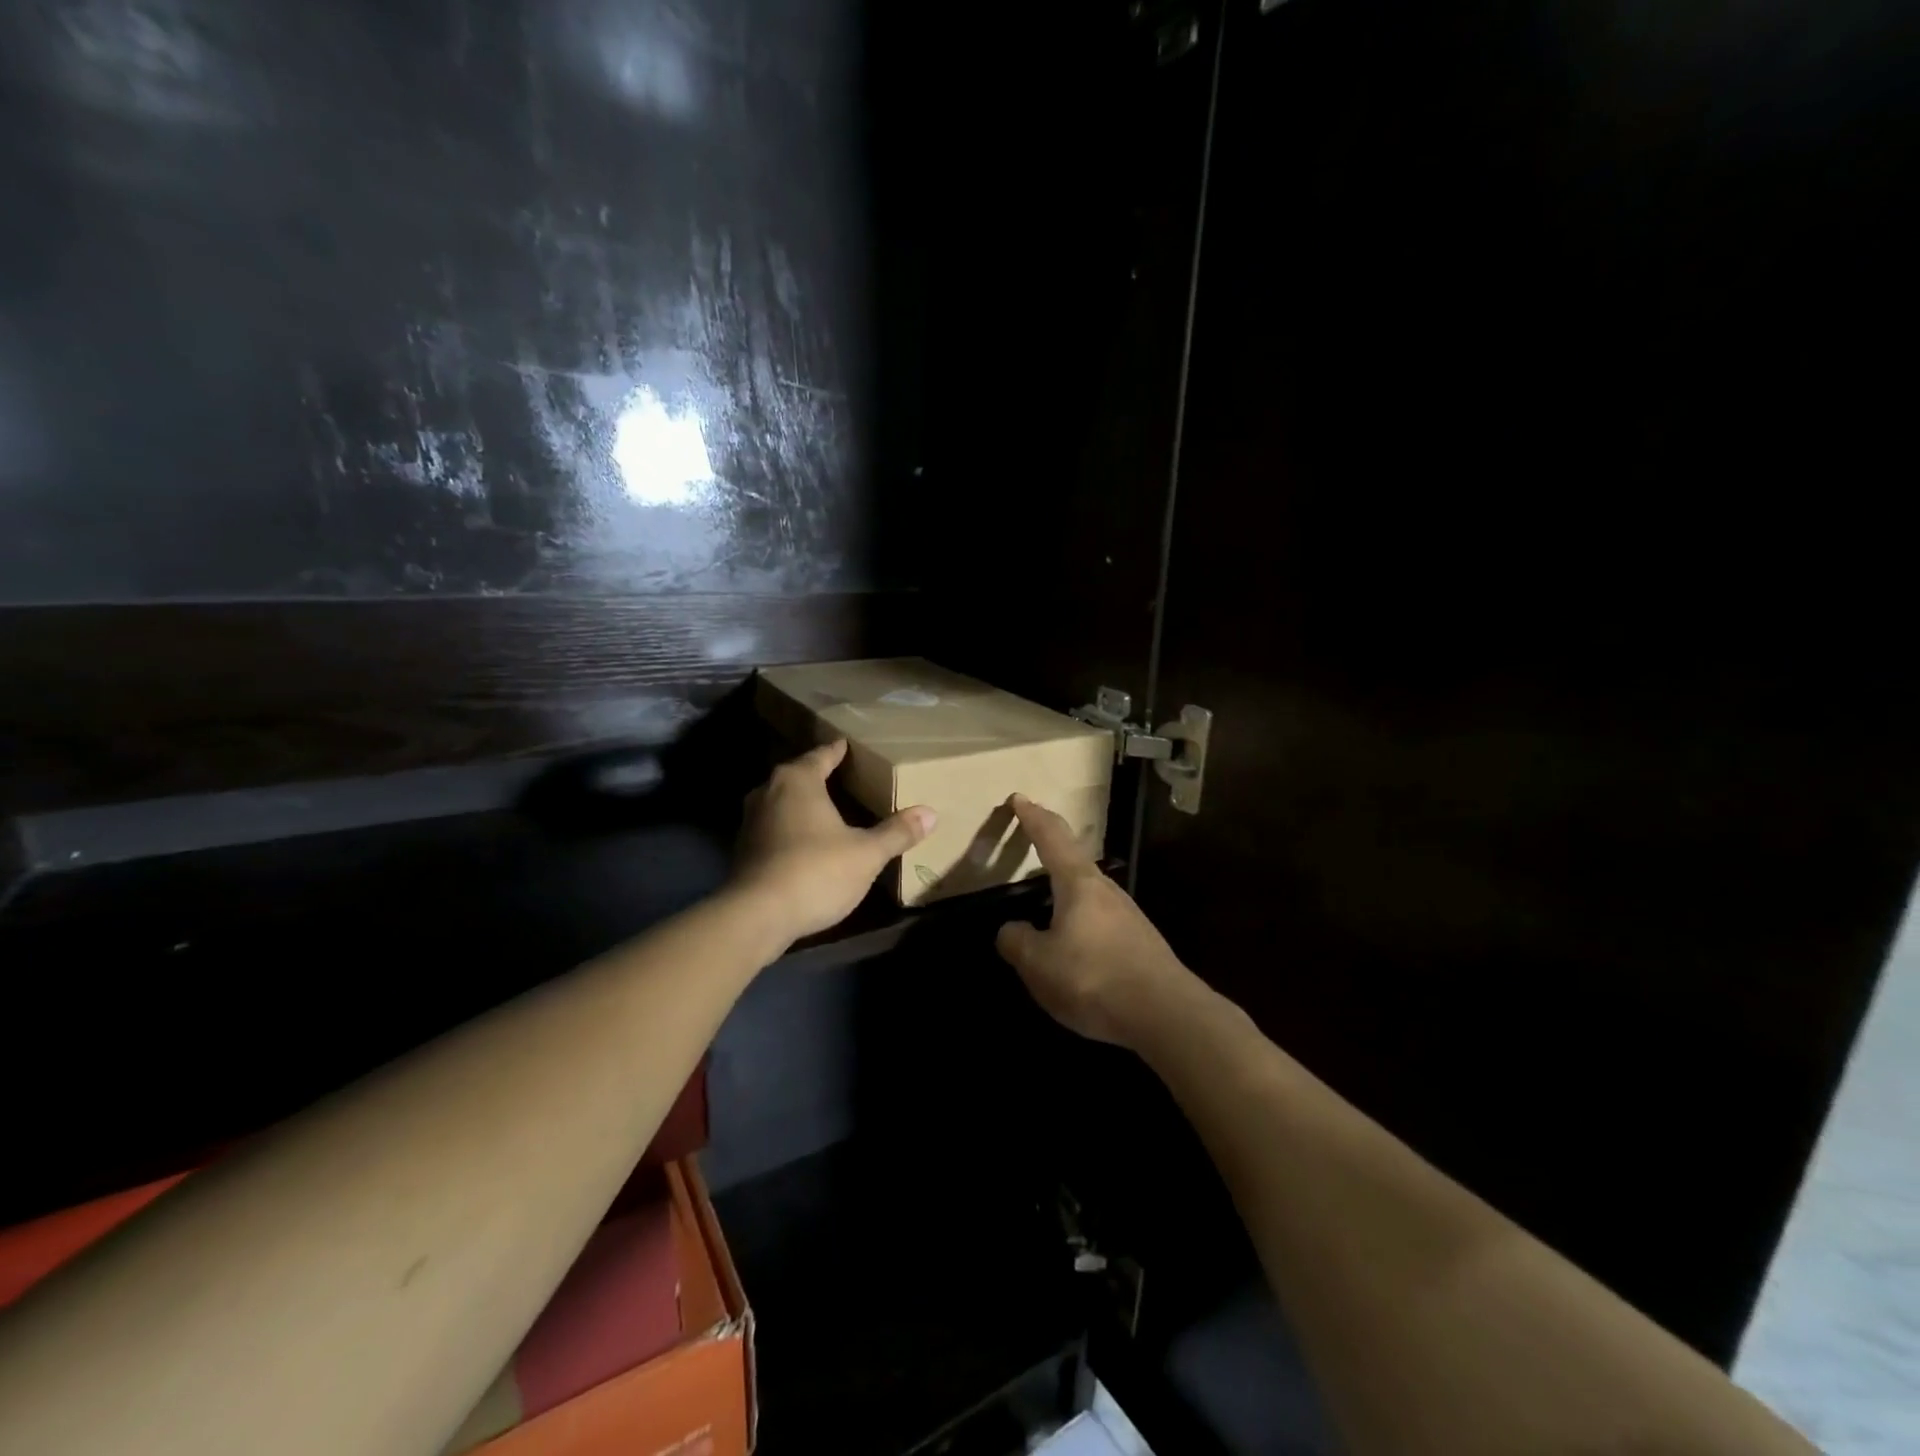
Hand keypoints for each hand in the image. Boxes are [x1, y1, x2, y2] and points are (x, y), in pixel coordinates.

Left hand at [732, 740, 935, 946]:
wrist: (756, 916)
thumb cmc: (815, 872)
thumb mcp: (866, 854)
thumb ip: (896, 832)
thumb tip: (930, 813)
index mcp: (798, 781)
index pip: (822, 755)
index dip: (838, 751)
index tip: (849, 746)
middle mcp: (768, 792)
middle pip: (798, 775)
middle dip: (818, 775)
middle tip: (844, 776)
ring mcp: (750, 821)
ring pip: (781, 801)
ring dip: (801, 804)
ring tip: (827, 809)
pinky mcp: (742, 850)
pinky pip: (773, 827)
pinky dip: (790, 828)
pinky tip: (806, 842)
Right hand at [995, 794, 1199, 1049]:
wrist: (1166, 1014)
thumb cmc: (1094, 978)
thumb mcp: (1039, 965)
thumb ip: (1017, 942)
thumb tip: (1011, 930)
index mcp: (1078, 883)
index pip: (1051, 838)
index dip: (1032, 817)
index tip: (1019, 798)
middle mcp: (1105, 890)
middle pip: (1073, 858)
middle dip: (1050, 846)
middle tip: (1031, 838)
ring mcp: (1127, 915)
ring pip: (1087, 890)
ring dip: (1065, 886)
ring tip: (1045, 898)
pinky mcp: (1138, 941)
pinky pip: (1098, 918)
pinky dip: (1078, 916)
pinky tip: (1073, 942)